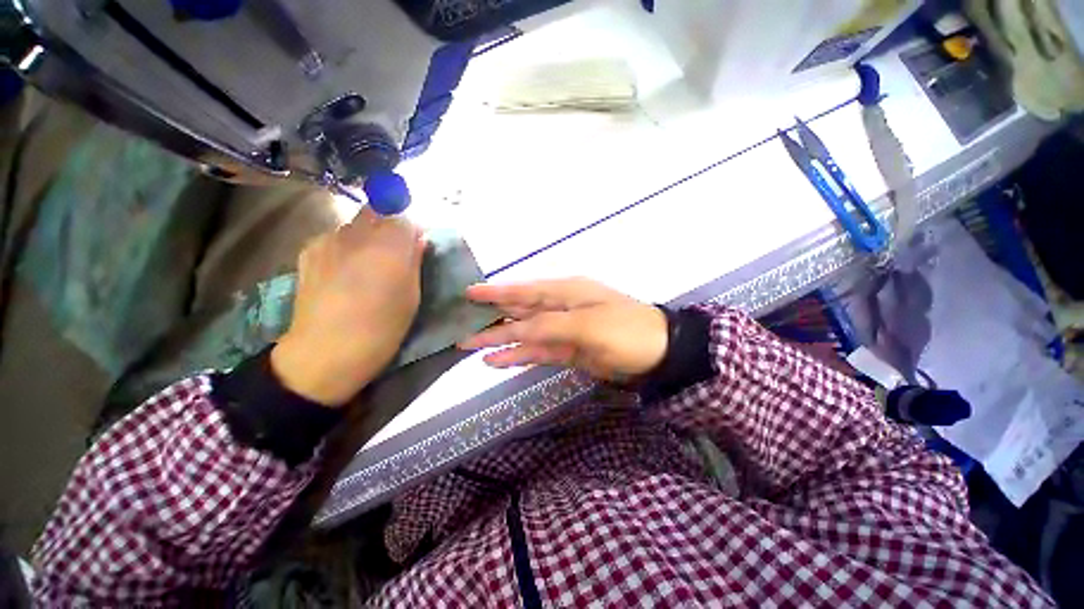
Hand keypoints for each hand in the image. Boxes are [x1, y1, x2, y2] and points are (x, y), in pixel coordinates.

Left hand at [271, 208, 424, 405]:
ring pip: (355, 224)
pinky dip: (346, 246)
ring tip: (367, 265)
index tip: (416, 244)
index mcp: (389, 246)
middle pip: (377, 211)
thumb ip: (415, 261)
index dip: (411, 228)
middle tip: (394, 252)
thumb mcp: (412, 296)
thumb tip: (418, 239)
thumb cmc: (382, 327)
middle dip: (389, 226)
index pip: (404, 215)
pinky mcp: (308, 250)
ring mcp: (328, 239)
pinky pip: (336, 237)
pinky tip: (344, 271)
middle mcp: (357, 233)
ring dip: (367, 236)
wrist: (326, 351)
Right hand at [459, 278, 667, 380]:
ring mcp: (563, 331)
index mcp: (565, 292)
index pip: (523, 290)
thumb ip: (548, 326)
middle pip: (519, 312)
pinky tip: (497, 361)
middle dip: (491, 319)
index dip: (496, 292)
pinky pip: (538, 352)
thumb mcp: (587, 325)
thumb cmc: (625, 330)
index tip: (469, 293)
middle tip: (461, 327)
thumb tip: (514, 331)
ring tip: (470, 347)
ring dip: (500, 340)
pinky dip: (518, 356)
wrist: (658, 353)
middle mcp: (560, 308)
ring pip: (525, 334)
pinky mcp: (567, 350)